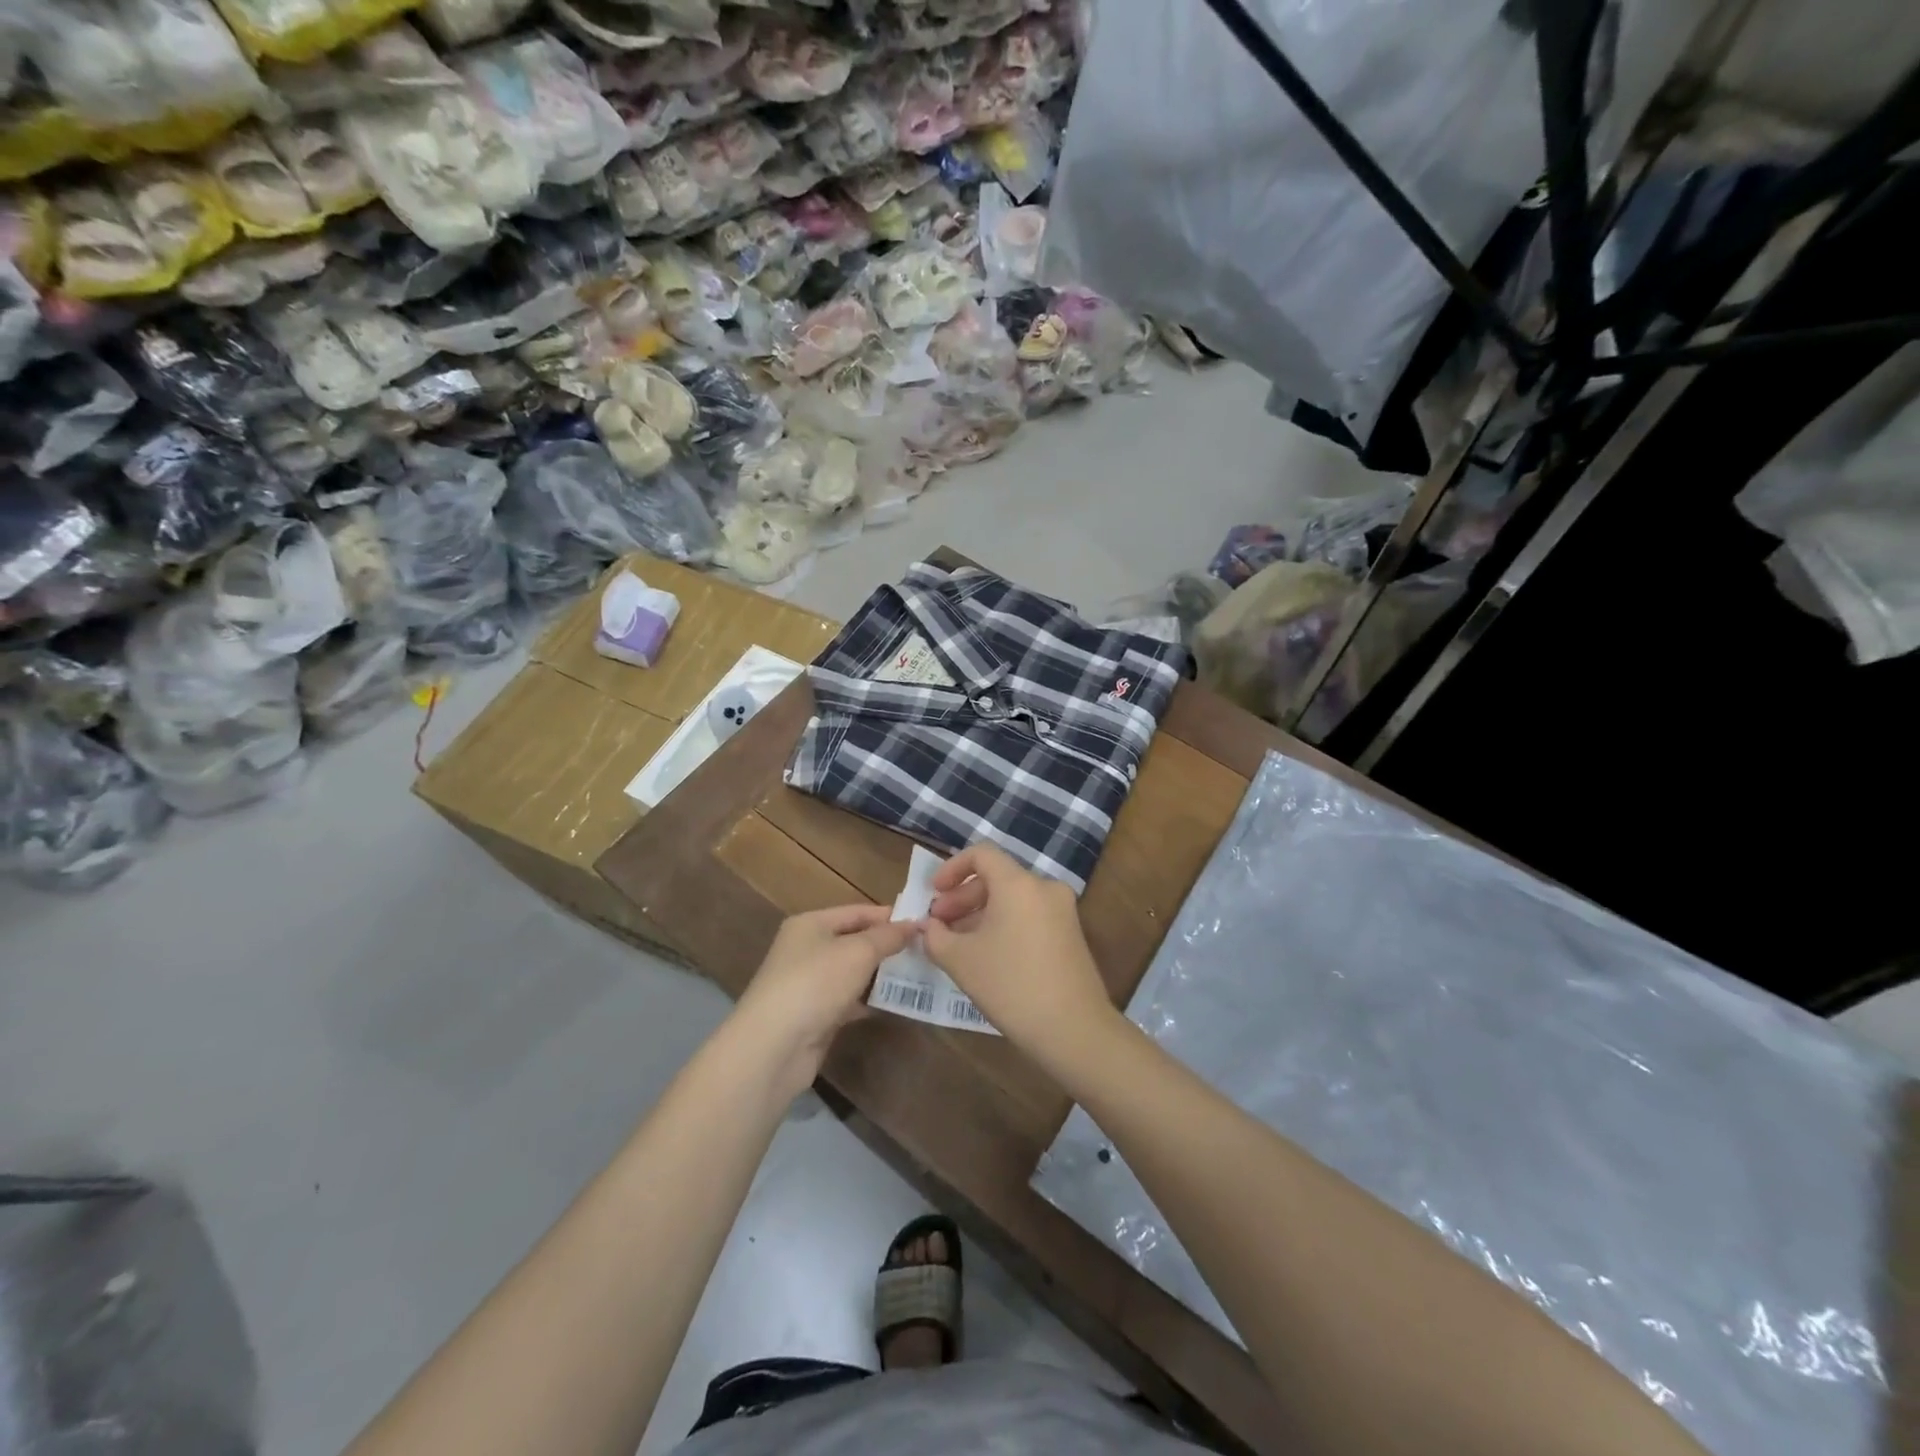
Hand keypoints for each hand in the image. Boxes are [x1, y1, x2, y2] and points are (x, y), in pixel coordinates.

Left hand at [735, 905, 915, 1095]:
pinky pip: (849, 1001)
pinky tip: (895, 1003)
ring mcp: (809, 984)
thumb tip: (914, 924)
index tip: (923, 923)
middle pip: (855, 941)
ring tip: (918, 975)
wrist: (773, 1047)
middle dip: (888, 946)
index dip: (889, 916)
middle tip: (926, 951)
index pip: (857, 911)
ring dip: (881, 975)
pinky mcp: (814, 1015)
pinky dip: (869, 1001)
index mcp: (811, 924)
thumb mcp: (858, 952)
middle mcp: (807, 950)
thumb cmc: (815, 984)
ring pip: (853, 973)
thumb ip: (888, 937)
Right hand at [919, 843, 1117, 1063]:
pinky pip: (1029, 916)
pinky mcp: (1070, 934)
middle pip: (996, 878)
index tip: (933, 895)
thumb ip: (936, 936)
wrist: (1073, 1029)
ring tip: (956, 944)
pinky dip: (1004, 925)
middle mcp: (1044, 888)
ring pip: (1012, 899)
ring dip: (981, 914)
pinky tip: (987, 956)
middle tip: (938, 926)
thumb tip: (928, 927)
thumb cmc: (1010, 985)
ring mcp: (1062, 911)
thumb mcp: (961, 960)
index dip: (951, 868)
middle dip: (962, 898)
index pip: (981, 854)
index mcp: (1019, 884)